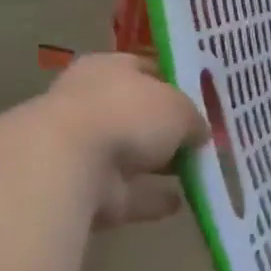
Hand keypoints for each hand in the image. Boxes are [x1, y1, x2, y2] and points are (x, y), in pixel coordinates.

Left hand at [33, 54, 207, 228]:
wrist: (67, 166)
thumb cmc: (127, 114)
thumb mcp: (179, 106)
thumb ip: (193, 118)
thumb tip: (200, 132)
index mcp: (107, 69)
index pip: (144, 69)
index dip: (174, 83)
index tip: (202, 100)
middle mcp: (91, 104)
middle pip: (138, 115)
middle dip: (168, 129)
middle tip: (203, 139)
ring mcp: (84, 150)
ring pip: (133, 156)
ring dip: (160, 166)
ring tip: (200, 172)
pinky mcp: (85, 190)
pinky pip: (128, 193)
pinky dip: (151, 198)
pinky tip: (181, 201)